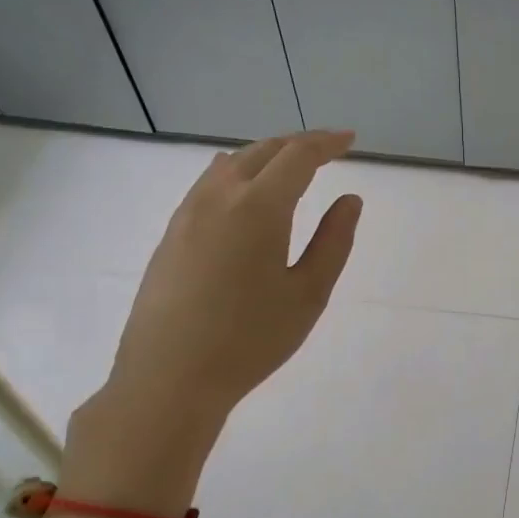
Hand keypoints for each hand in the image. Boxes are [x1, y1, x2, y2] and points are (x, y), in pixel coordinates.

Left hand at [75, 131, 361, 470]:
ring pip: (230, 163)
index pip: (298, 156)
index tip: (350, 140)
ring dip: (265, 155)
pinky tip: (245, 193)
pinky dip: (238, 173)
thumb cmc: (250, 339)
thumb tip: (349, 200)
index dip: (326, 143)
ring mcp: (187, 213)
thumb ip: (333, 241)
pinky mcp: (171, 233)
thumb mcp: (308, 294)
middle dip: (298, 144)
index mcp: (258, 207)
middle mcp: (219, 197)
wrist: (169, 377)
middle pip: (262, 151)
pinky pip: (209, 183)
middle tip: (328, 149)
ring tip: (290, 167)